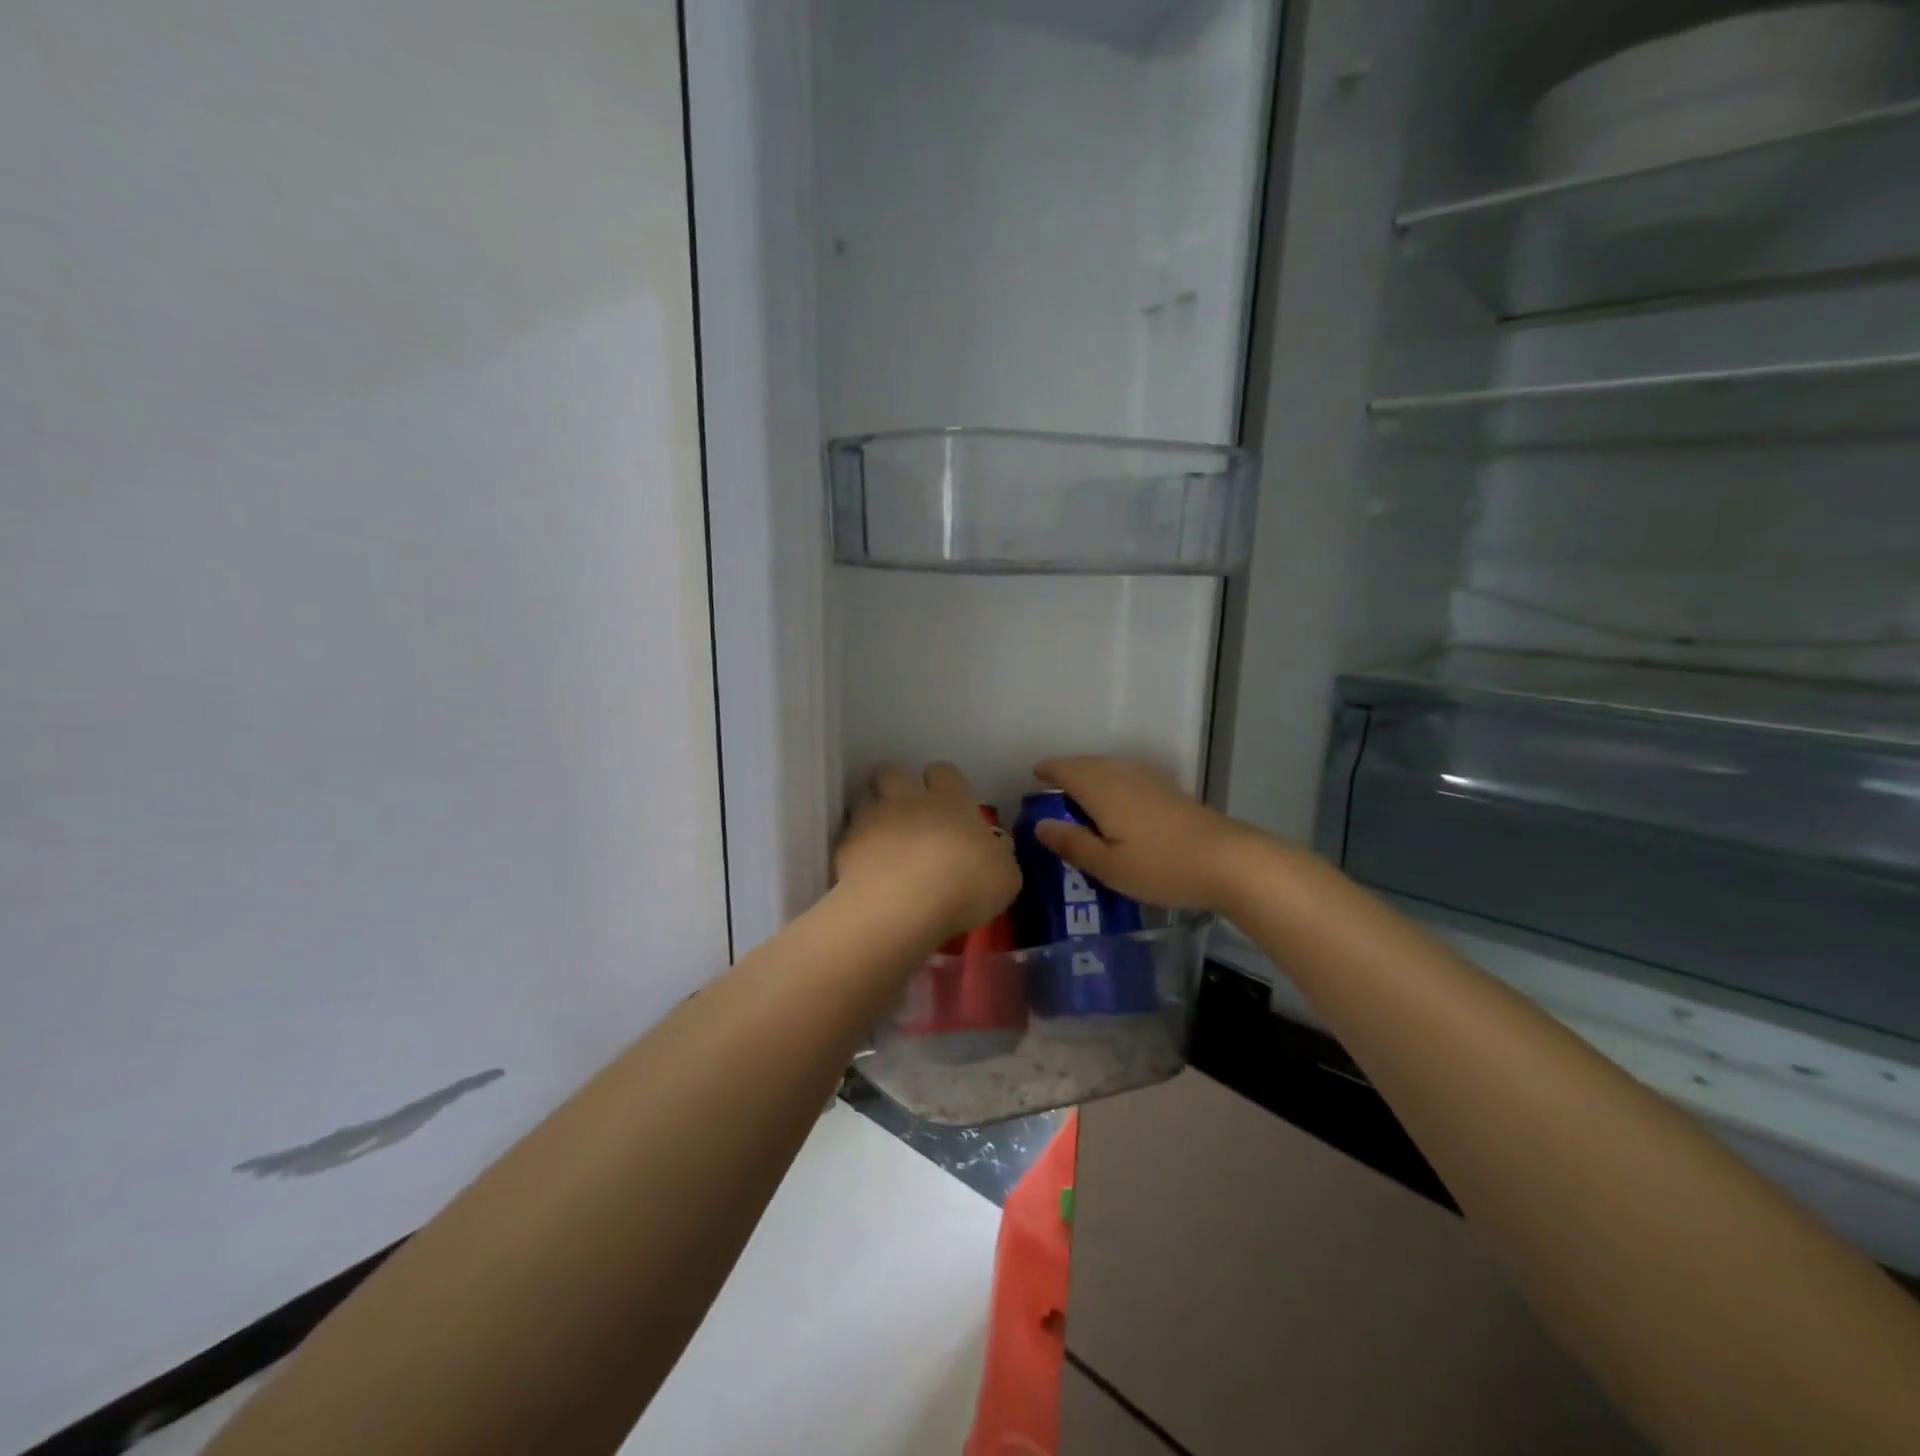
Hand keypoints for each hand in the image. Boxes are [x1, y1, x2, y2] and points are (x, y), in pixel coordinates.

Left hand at [835, 762, 1020, 941]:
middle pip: (892, 770)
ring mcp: (872, 818)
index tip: (948, 804)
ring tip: (879, 836)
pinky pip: (848, 836)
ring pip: (863, 797)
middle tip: (906, 812)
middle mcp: (908, 798)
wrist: (904, 906)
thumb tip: (995, 846)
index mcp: (951, 799)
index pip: (943, 770)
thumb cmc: (966, 885)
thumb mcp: (1005, 876)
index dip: (943, 783)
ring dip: (870, 811)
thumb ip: (998, 855)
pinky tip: (863, 868)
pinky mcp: (845, 845)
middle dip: (895, 785)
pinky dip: (854, 847)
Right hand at [1031, 756, 1256, 912]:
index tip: (1033, 777)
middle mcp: (1123, 776)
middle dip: (1067, 771)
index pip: (1066, 769)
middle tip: (1052, 789)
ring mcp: (1150, 781)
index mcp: (1101, 790)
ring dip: (1091, 775)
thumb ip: (1072, 843)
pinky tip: (1118, 803)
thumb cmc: (1161, 867)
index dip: (1047, 770)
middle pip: (1088, 764)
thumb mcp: (1109, 866)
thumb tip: (1040, 824)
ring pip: (1110, 768)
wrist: (1229, 861)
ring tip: (1079, 796)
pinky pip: (1128, 777)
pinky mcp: (1170, 791)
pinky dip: (1112, 783)